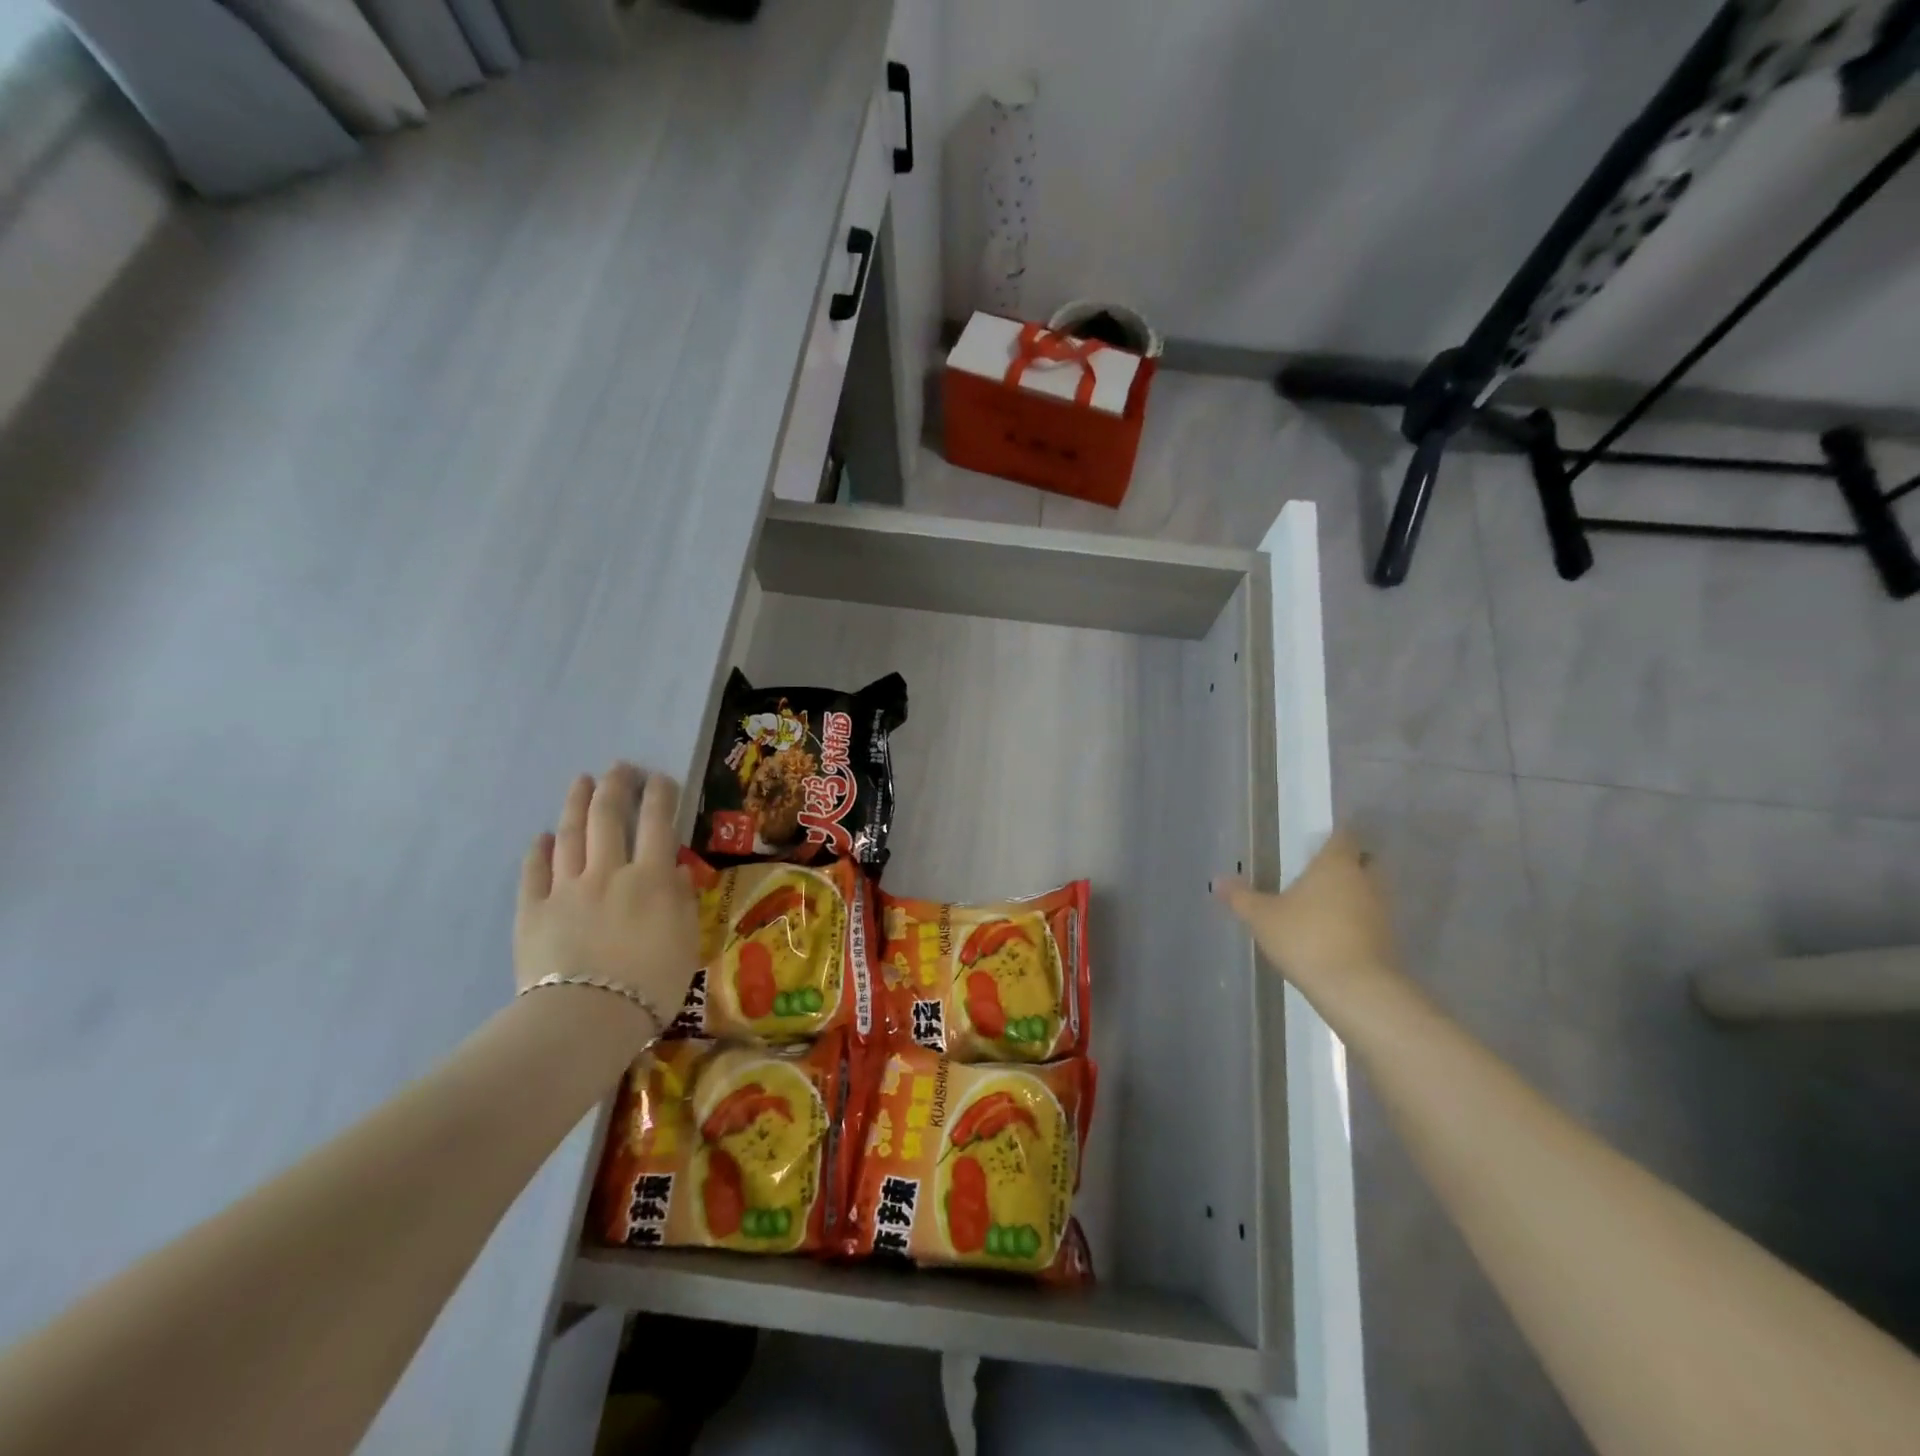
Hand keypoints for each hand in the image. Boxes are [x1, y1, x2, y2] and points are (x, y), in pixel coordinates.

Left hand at [514, 764, 699, 1034]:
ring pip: (570, 835)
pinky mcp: (533, 911)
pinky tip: (542, 837)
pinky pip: (534, 872)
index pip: (657, 823)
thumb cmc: (651, 984)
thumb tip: (672, 868)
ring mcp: (566, 889)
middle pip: (609, 817)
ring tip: (581, 781)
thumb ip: (681, 900)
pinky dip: (539, 850)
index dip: (660, 795)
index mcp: (650, 878)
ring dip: (576, 804)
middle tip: (620, 767)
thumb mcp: (685, 942)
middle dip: (615, 786)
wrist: (587, 1018)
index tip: (660, 778)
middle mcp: (608, 872)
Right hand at [1215, 829, 1406, 1007]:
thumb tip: (1217, 880)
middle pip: (1365, 860)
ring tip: (1324, 905)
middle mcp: (1365, 880)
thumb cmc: (1306, 939)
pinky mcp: (1389, 940)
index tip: (1319, 843)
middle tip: (1321, 872)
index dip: (1334, 837)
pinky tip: (1335, 934)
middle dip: (1348, 864)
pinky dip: (1358, 921)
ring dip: (1354, 894)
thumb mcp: (1262, 917)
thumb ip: (1240, 897)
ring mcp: (1382, 911)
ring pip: (1370, 891)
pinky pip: (1372, 919)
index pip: (1343, 836)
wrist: (1356, 989)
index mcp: (1336, 864)